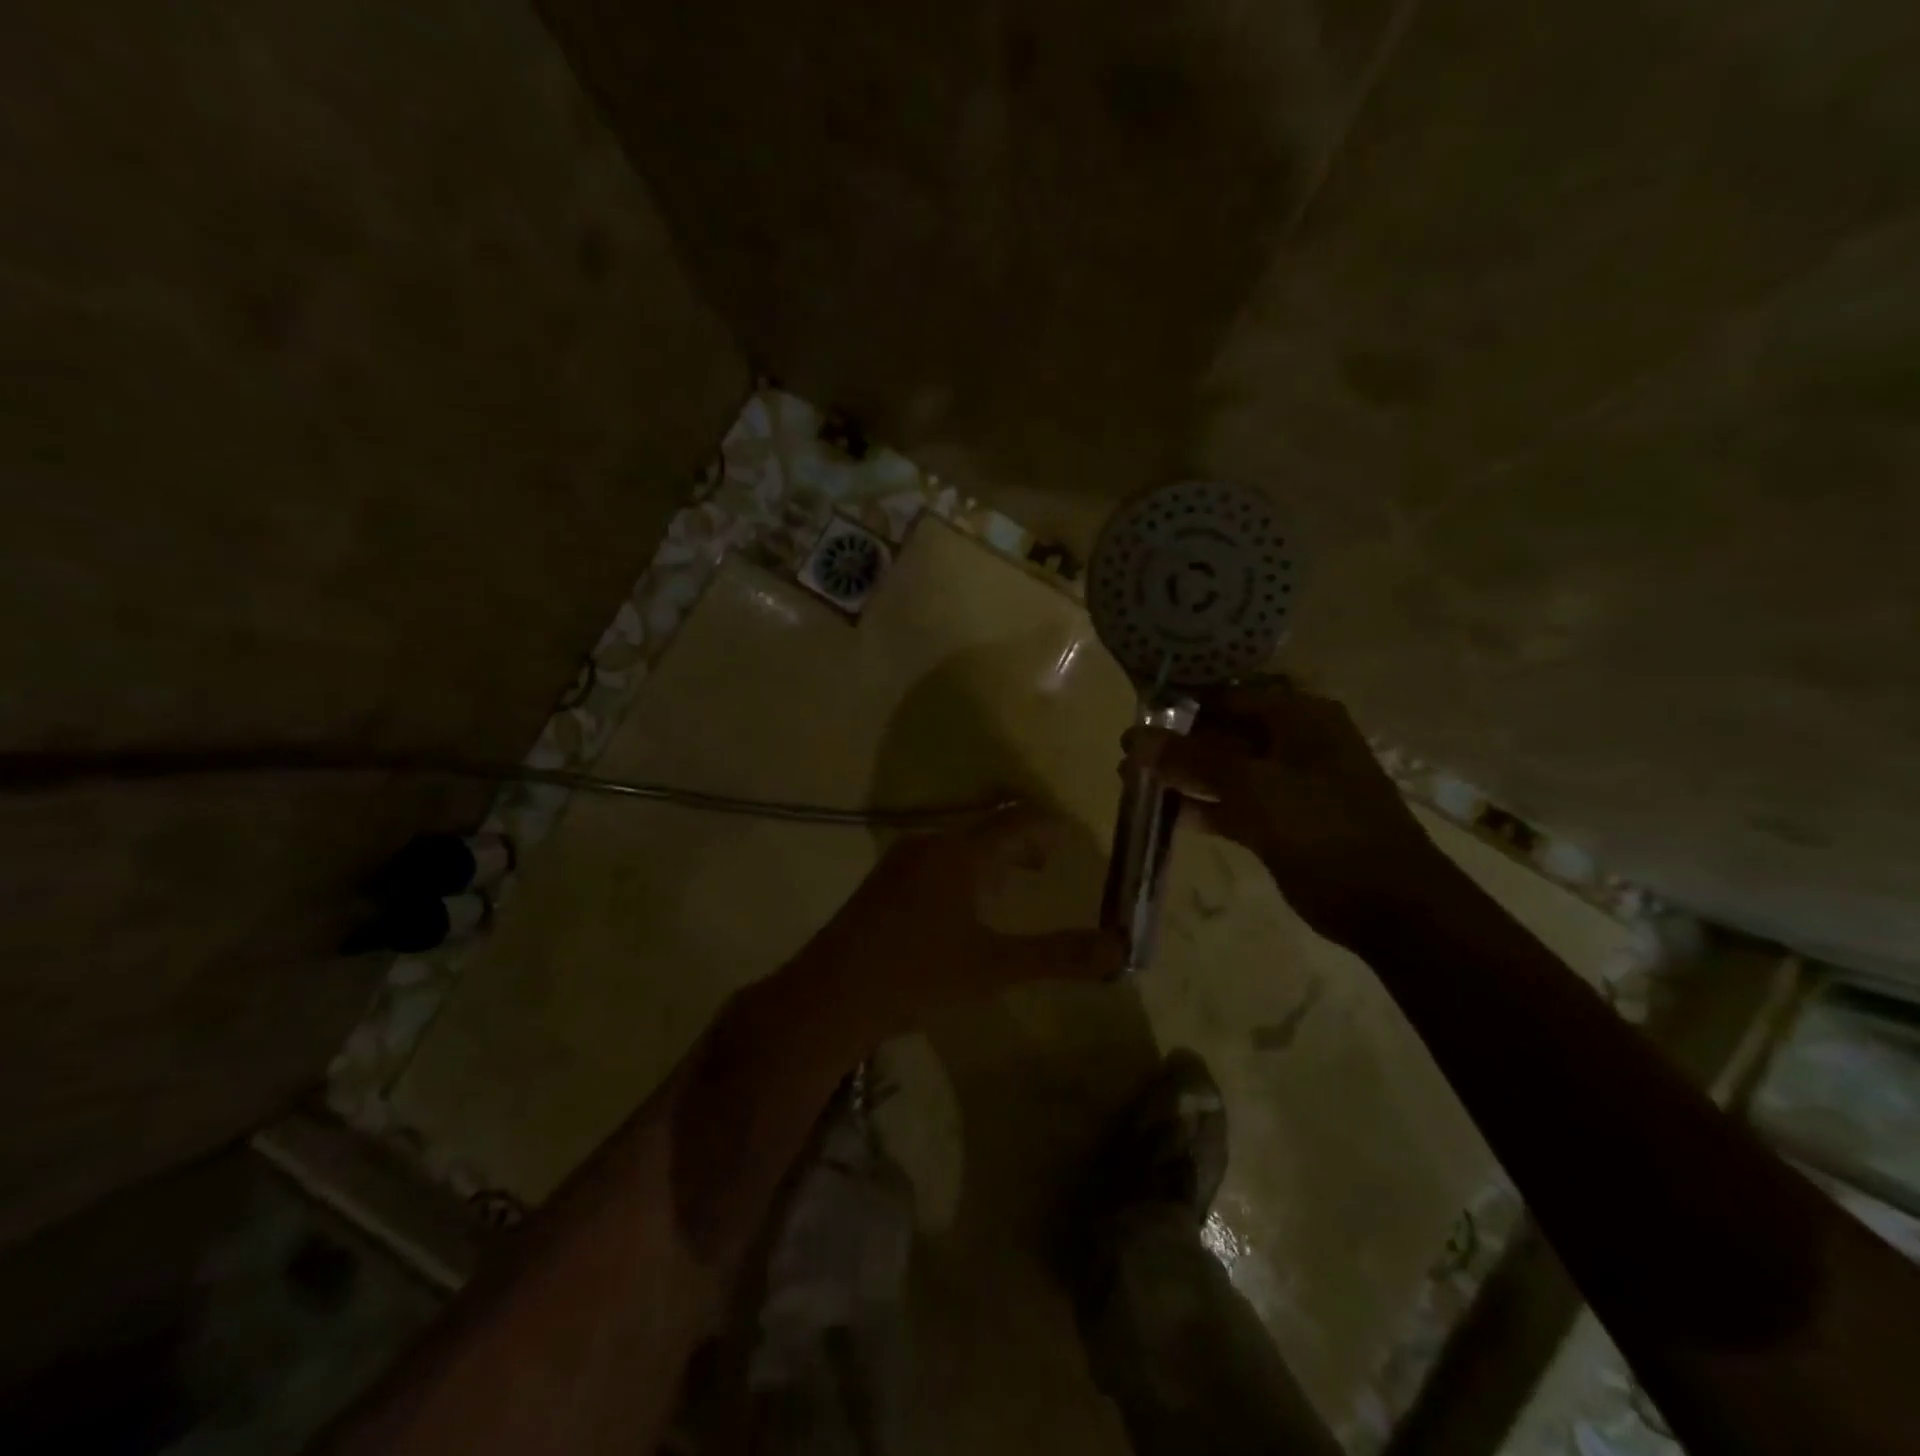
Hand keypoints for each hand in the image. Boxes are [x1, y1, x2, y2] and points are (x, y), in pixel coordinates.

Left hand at [819, 805, 1124, 1035]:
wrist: (829, 997)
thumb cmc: (917, 976)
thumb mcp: (994, 968)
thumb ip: (1057, 955)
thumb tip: (1119, 947)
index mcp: (959, 855)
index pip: (1016, 823)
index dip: (1049, 827)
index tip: (1075, 837)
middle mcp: (929, 846)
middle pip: (987, 830)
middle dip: (1023, 844)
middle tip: (1051, 862)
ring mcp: (900, 863)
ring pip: (959, 847)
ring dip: (993, 859)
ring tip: (1017, 882)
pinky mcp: (883, 885)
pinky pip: (937, 862)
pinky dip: (965, 871)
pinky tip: (968, 906)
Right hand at [1126, 679, 1447, 947]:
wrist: (1386, 901)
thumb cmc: (1322, 826)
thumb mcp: (1253, 784)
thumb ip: (1192, 758)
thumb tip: (1134, 738)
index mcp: (1298, 717)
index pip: (1227, 697)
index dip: (1180, 707)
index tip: (1135, 720)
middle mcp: (1294, 743)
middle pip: (1223, 733)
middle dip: (1176, 745)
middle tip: (1127, 758)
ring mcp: (1289, 785)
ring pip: (1226, 772)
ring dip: (1184, 777)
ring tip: (1133, 783)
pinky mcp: (1282, 823)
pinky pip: (1234, 806)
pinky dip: (1204, 808)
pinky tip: (1169, 815)